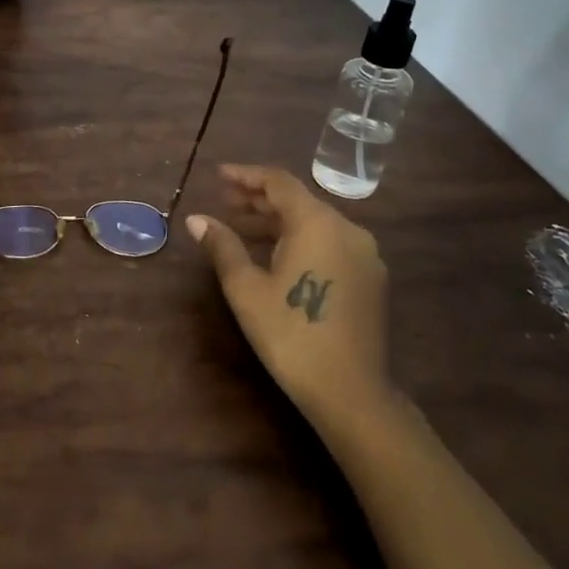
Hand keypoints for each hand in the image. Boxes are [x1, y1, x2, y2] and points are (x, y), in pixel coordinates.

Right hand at [185, 164, 393, 429]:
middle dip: (260, 198)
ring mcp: (365, 255)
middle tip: (225, 202)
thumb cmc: (290, 334)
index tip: (219, 175)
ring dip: (279, 221)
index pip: (279, 182)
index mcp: (317, 223)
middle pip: (299, 200)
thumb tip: (196, 219)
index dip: (246, 175)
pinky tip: (278, 256)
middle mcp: (347, 229)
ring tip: (244, 228)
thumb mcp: (246, 288)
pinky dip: (301, 239)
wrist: (351, 392)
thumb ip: (223, 246)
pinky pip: (331, 243)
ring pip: (316, 223)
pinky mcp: (371, 278)